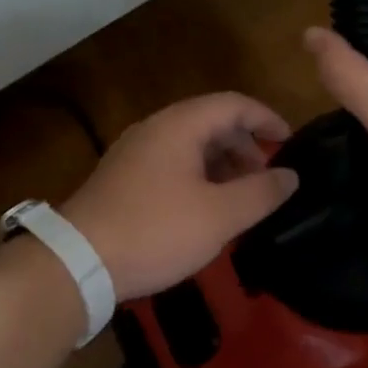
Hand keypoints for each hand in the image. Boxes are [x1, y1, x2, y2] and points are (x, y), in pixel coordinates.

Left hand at [61, 94, 300, 301]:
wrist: (77, 263)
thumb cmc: (155, 231)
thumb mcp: (219, 216)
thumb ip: (261, 192)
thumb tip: (290, 176)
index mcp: (180, 125)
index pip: (234, 104)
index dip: (267, 119)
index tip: (290, 143)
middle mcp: (155, 129)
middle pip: (212, 122)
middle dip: (246, 146)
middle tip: (267, 179)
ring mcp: (135, 153)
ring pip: (191, 145)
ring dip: (223, 164)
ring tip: (242, 198)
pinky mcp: (123, 178)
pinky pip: (172, 164)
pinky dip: (199, 177)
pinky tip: (206, 210)